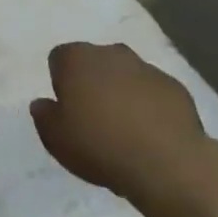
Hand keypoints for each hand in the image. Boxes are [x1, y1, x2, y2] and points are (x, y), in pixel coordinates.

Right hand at [31, 42, 211, 199]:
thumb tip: (43, 104)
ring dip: (122, 93)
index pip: (59, 58)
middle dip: (93, 83)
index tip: (66, 109)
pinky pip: (153, 92)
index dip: (61, 83)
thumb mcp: (55, 139)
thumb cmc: (99, 145)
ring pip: (126, 75)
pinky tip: (150, 135)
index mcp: (77, 59)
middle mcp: (111, 53)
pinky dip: (149, 106)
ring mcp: (147, 68)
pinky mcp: (175, 87)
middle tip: (93, 118)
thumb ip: (44, 116)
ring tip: (124, 130)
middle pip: (95, 62)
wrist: (166, 163)